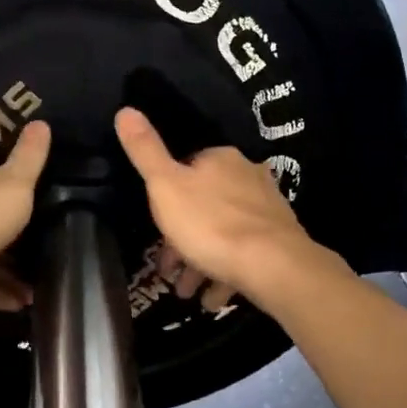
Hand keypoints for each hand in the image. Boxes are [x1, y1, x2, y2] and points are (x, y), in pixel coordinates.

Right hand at [114, 107, 313, 310]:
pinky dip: (226, 273)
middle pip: (205, 205)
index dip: (167, 199)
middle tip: (168, 270)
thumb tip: (125, 109)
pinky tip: (213, 298)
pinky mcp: (281, 240)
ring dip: (202, 262)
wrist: (273, 265)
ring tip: (186, 292)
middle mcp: (248, 176)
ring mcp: (267, 209)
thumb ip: (145, 150)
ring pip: (224, 233)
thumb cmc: (210, 223)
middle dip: (183, 238)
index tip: (155, 228)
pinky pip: (245, 254)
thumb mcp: (164, 186)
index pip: (187, 170)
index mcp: (220, 160)